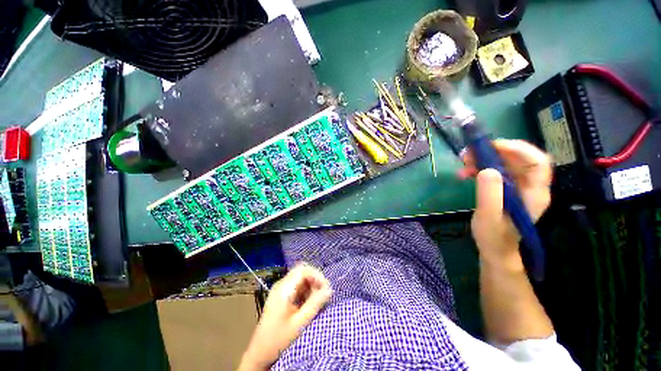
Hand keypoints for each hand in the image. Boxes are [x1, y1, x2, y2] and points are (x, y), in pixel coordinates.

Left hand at [238, 264, 332, 370]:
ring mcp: (281, 290)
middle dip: (315, 280)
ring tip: (317, 300)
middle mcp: (281, 285)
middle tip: (323, 294)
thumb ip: (315, 304)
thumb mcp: (300, 323)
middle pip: (302, 272)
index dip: (317, 275)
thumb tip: (329, 289)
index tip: (326, 288)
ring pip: (301, 279)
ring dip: (311, 286)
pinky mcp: (282, 296)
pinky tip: (309, 303)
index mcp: (283, 289)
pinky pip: (297, 287)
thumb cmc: (279, 339)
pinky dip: (306, 291)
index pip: (303, 270)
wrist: (260, 353)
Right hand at [461, 140, 551, 268]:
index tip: (490, 147)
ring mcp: (518, 187)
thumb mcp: (488, 217)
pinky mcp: (506, 188)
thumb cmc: (494, 237)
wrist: (495, 249)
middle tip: (469, 154)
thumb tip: (487, 169)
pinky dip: (480, 167)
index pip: (537, 162)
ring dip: (484, 159)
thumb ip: (489, 195)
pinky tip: (466, 172)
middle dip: (493, 152)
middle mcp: (530, 186)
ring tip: (464, 163)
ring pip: (505, 162)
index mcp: (534, 193)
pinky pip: (496, 170)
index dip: (517, 149)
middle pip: (519, 158)